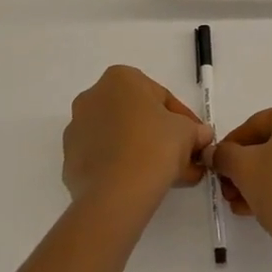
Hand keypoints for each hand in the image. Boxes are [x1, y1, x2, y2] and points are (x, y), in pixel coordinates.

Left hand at [63, 66, 211, 217]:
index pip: (161, 97)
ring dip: (144, 151)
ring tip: (169, 177)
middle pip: (138, 116)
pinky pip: (105, 158)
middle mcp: (93, 96)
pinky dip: (123, 166)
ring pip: (121, 137)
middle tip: (184, 159)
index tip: (196, 140)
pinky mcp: (70, 158)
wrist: (116, 192)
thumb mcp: (188, 133)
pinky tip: (144, 184)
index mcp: (121, 78)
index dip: (185, 120)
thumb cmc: (155, 146)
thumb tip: (201, 136)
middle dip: (163, 136)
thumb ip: (195, 130)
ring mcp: (77, 128)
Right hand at [212, 98, 271, 269]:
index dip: (231, 146)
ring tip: (241, 204)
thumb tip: (215, 153)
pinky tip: (262, 210)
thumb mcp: (242, 168)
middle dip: (246, 167)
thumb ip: (224, 155)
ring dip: (261, 180)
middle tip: (228, 189)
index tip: (216, 164)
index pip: (256, 124)